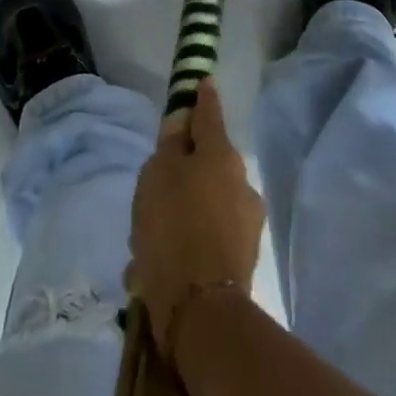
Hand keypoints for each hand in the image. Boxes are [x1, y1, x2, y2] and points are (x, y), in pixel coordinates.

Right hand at [129, 80, 265, 364]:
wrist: (202, 315)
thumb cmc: (173, 229)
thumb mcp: (157, 176)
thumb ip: (169, 146)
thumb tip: (181, 124)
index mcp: (221, 155)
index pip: (210, 112)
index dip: (202, 96)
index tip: (202, 81)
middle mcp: (241, 182)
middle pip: (207, 162)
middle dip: (183, 170)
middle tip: (153, 189)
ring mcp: (246, 223)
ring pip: (206, 203)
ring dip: (184, 211)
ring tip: (149, 239)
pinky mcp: (242, 260)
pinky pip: (208, 237)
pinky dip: (188, 242)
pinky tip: (157, 266)